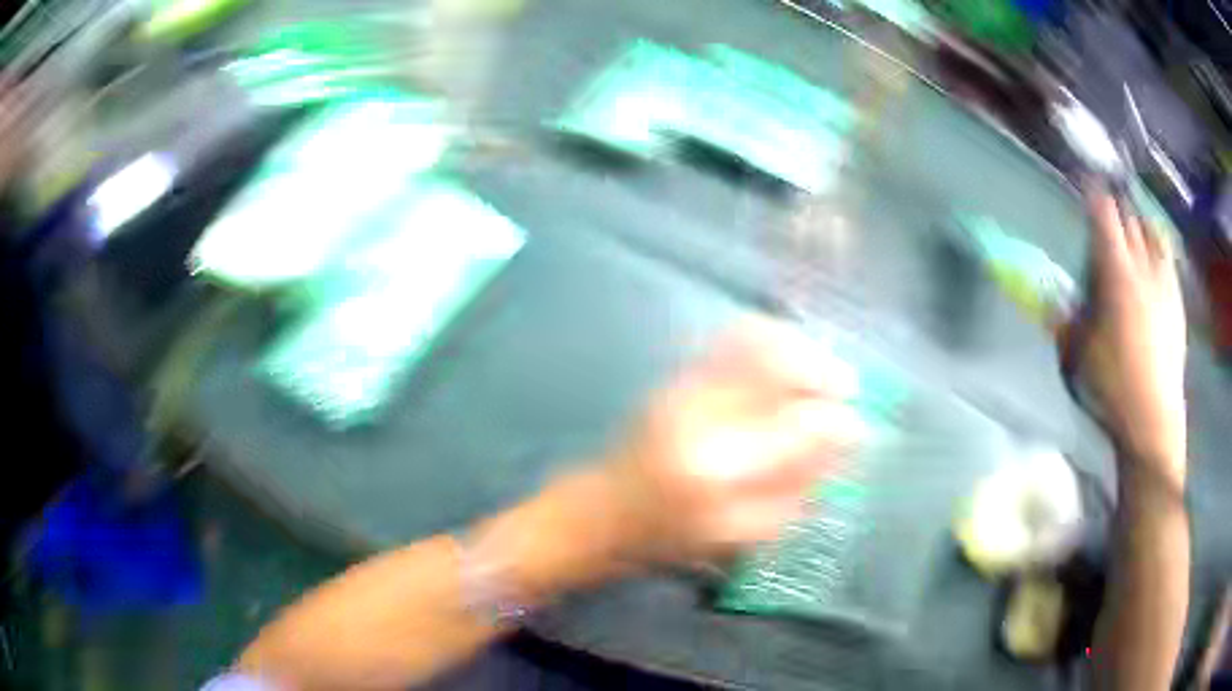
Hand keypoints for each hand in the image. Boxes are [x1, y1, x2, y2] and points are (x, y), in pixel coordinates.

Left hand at [598, 318, 863, 564]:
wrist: (603, 512)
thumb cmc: (670, 539)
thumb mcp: (739, 535)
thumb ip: (796, 490)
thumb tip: (843, 446)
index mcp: (720, 470)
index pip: (798, 427)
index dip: (839, 422)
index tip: (860, 427)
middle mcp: (702, 416)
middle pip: (780, 369)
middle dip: (825, 372)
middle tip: (848, 388)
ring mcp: (684, 388)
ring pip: (757, 341)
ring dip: (801, 348)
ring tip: (823, 368)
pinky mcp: (675, 378)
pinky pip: (731, 339)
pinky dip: (769, 337)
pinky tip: (787, 352)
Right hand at [1081, 190, 1185, 485]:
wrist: (1152, 420)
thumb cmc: (1112, 386)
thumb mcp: (1076, 355)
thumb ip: (1064, 318)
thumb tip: (1051, 295)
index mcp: (1116, 273)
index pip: (1104, 214)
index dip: (1093, 193)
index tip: (1085, 182)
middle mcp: (1143, 267)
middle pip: (1130, 217)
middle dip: (1116, 208)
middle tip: (1106, 212)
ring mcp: (1165, 283)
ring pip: (1154, 233)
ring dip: (1140, 224)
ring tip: (1133, 230)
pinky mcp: (1177, 303)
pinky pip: (1168, 260)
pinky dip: (1159, 250)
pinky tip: (1154, 263)